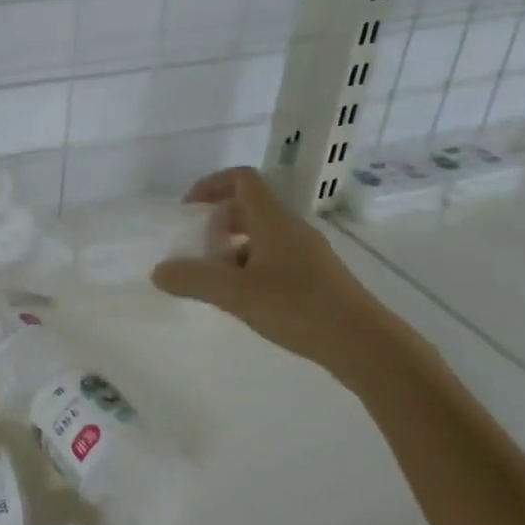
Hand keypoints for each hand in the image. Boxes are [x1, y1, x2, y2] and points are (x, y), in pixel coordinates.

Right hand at [152, 167, 415, 381]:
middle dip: (217, 224)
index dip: (211, 185)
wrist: (366, 345)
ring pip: (261, 236)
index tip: (188, 210)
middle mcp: (291, 228)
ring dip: (233, 250)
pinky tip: (245, 300)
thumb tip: (158, 271)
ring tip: (217, 282)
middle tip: (198, 252)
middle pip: (248, 208)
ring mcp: (307, 253)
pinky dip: (251, 269)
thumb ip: (194, 280)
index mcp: (273, 220)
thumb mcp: (237, 294)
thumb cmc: (299, 308)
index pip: (241, 179)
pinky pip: (274, 259)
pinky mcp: (316, 278)